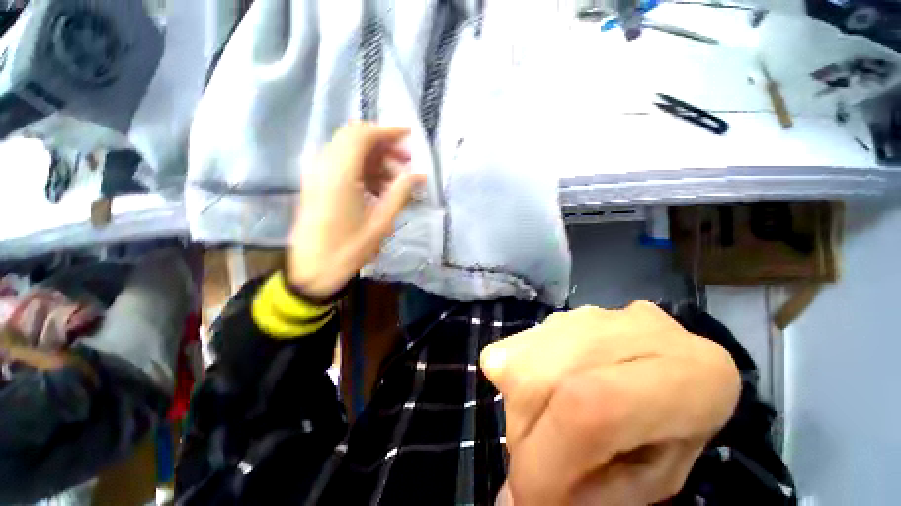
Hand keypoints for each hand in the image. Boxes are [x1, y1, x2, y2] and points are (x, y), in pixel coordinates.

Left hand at [288, 122, 425, 300]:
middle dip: (383, 145)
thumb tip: (419, 175)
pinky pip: (342, 166)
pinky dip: (363, 170)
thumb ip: (400, 193)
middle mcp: (324, 166)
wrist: (312, 270)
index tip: (409, 136)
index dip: (387, 131)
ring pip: (348, 152)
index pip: (362, 135)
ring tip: (396, 180)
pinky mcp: (317, 185)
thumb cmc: (349, 248)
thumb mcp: (381, 222)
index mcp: (340, 173)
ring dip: (374, 160)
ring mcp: (317, 175)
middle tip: (406, 162)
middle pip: (354, 139)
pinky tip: (379, 189)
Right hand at [481, 302, 740, 505]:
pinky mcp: (564, 310)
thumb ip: (592, 496)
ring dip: (523, 407)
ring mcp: (592, 312)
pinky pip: (515, 346)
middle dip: (525, 438)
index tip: (529, 499)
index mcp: (689, 379)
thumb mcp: (653, 479)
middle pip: (537, 383)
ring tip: (552, 418)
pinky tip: (550, 383)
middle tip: (549, 458)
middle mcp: (632, 331)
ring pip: (519, 362)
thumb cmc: (677, 431)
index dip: (545, 463)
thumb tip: (508, 501)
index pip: (589, 411)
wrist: (682, 363)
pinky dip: (518, 375)